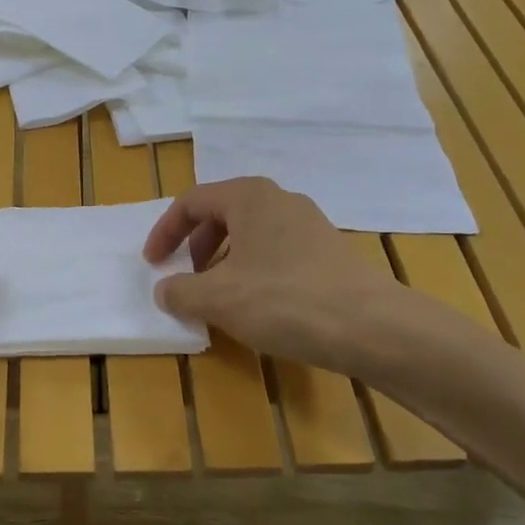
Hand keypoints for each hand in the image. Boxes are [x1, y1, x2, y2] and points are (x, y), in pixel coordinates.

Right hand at [144, 177, 430, 380]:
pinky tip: (257, 306)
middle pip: (222, 214)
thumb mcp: (217, 298)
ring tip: (219, 296)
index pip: (191, 202)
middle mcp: (279, 200)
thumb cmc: (284, 300)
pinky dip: (253, 271)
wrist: (372, 327)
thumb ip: (179, 291)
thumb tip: (164, 289)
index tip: (152, 264)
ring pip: (250, 235)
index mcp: (248, 196)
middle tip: (186, 278)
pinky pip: (275, 252)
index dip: (164, 232)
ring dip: (223, 261)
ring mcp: (309, 224)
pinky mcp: (329, 252)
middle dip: (195, 246)